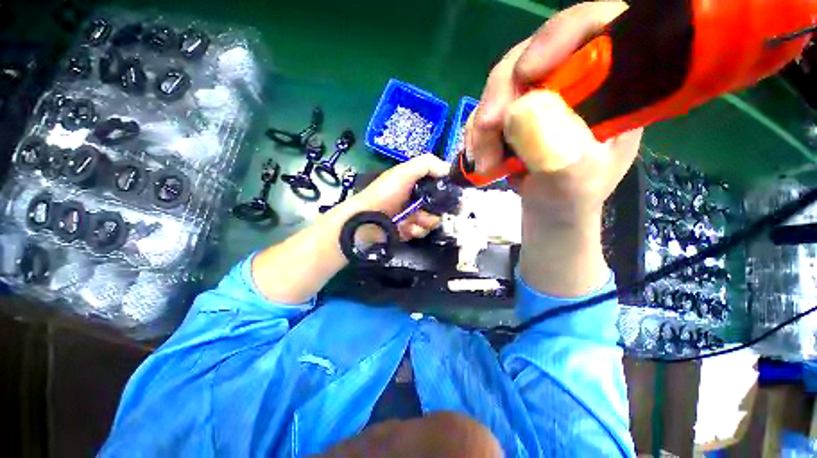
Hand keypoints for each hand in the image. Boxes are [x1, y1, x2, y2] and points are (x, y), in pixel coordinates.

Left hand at [351, 154, 450, 240]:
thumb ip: (426, 164)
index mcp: (416, 183)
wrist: (367, 220)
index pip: (439, 185)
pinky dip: (416, 230)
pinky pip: (423, 232)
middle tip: (425, 210)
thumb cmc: (385, 194)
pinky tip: (406, 228)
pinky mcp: (411, 230)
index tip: (453, 195)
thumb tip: (448, 169)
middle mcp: (417, 198)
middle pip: (440, 205)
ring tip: (412, 220)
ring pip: (434, 220)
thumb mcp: (403, 172)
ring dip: (425, 221)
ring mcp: (414, 216)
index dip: (447, 190)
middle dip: (436, 209)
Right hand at [467, 0, 641, 224]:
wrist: (548, 212)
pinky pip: (488, 107)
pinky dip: (477, 132)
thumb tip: (520, 110)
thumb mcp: (574, 183)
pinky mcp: (517, 111)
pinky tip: (481, 156)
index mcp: (615, 88)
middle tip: (485, 131)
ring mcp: (542, 96)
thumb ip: (557, 151)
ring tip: (485, 162)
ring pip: (503, 84)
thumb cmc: (572, 200)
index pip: (598, 27)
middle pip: (535, 53)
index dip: (561, 35)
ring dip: (484, 123)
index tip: (526, 74)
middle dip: (503, 94)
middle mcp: (577, 82)